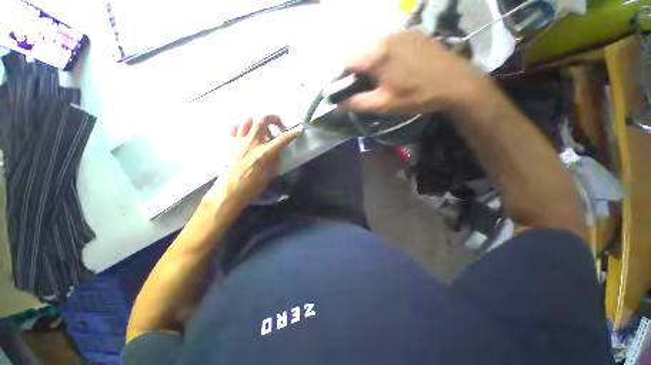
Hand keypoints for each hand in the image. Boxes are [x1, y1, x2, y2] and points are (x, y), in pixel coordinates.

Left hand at [203, 116, 301, 209]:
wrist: (230, 191)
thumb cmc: (253, 185)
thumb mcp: (270, 174)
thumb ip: (276, 160)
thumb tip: (277, 152)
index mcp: (265, 153)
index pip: (283, 139)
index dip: (293, 133)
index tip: (300, 130)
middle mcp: (252, 142)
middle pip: (263, 120)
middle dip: (274, 118)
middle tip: (278, 125)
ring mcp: (239, 141)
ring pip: (248, 120)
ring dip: (259, 121)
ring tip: (263, 129)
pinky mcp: (230, 143)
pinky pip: (237, 127)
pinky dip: (244, 126)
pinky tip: (248, 133)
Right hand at [342, 28, 489, 114]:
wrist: (456, 83)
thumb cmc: (416, 95)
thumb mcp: (384, 104)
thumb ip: (358, 103)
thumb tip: (339, 104)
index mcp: (376, 54)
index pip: (346, 61)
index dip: (341, 77)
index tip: (345, 90)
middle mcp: (385, 36)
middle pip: (359, 53)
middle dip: (355, 71)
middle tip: (362, 87)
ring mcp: (400, 32)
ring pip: (373, 47)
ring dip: (369, 63)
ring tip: (378, 79)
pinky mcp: (412, 33)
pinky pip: (388, 43)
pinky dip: (383, 56)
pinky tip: (393, 68)